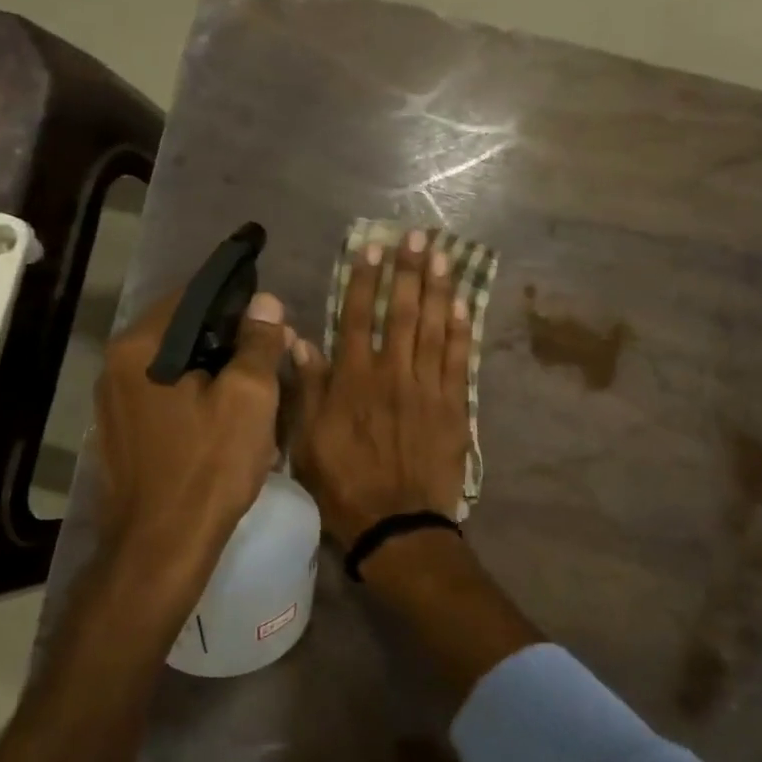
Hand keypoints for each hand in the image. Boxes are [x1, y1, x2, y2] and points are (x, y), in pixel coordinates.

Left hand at [95, 286, 292, 580]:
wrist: (162, 547)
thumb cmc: (210, 466)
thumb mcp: (249, 398)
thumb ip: (257, 343)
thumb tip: (265, 302)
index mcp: (141, 347)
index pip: (193, 295)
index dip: (238, 297)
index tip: (273, 310)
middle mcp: (117, 366)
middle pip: (185, 331)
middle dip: (233, 337)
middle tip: (277, 351)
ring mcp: (116, 403)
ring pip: (178, 366)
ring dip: (219, 368)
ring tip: (261, 385)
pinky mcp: (124, 433)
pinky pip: (168, 395)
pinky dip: (200, 394)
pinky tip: (230, 416)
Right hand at [292, 228, 472, 549]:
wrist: (398, 525)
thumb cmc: (344, 485)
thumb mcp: (306, 441)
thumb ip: (306, 388)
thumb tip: (298, 340)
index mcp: (353, 380)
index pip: (358, 317)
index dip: (366, 280)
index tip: (373, 248)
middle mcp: (392, 374)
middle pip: (401, 313)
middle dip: (409, 271)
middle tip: (418, 236)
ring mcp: (427, 389)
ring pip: (432, 329)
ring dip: (438, 290)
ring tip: (443, 256)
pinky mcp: (453, 408)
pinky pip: (458, 361)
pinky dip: (460, 331)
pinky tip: (463, 305)